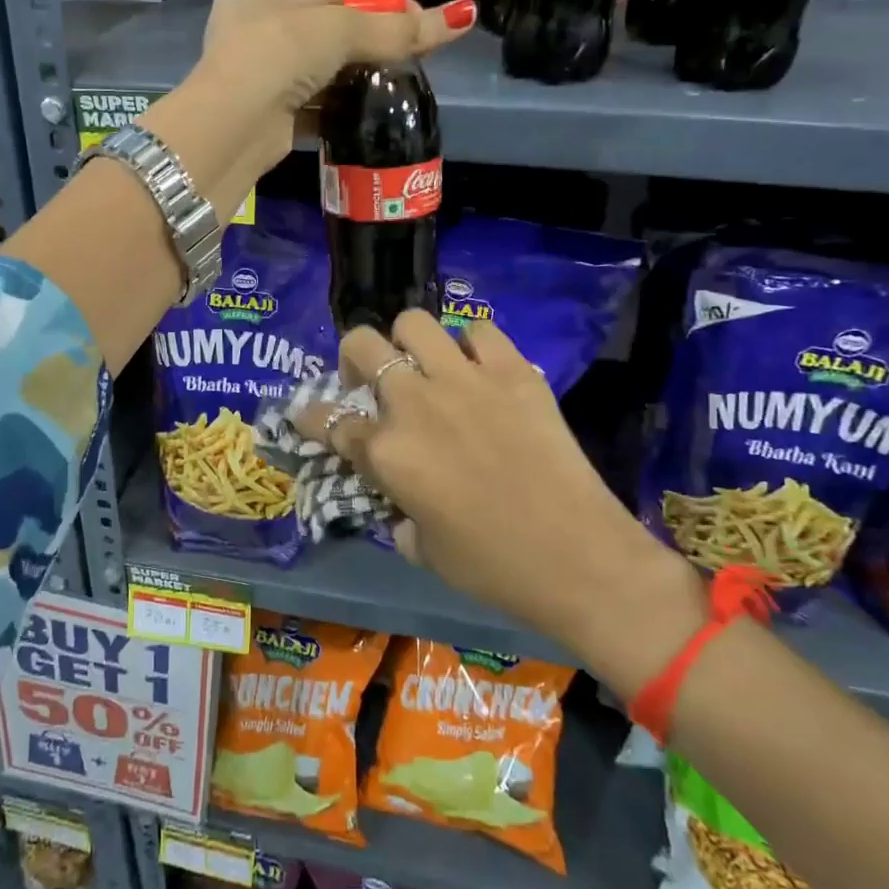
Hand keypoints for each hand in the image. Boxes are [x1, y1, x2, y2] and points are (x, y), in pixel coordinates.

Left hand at [164, 0, 475, 183]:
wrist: (229, 129)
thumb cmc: (274, 57)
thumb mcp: (337, 32)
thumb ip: (394, 29)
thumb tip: (461, 18)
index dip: (378, 4)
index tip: (421, 19)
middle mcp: (256, 32)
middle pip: (329, 33)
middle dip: (372, 43)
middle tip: (419, 53)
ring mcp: (261, 78)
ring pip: (323, 73)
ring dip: (359, 78)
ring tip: (403, 83)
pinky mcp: (272, 118)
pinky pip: (316, 107)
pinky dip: (342, 108)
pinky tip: (374, 111)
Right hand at [296, 310, 705, 696]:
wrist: (579, 557)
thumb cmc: (493, 566)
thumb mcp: (423, 549)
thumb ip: (398, 515)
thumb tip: (401, 503)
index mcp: (385, 452)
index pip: (327, 420)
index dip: (310, 417)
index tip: (308, 416)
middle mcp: (414, 404)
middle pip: (361, 345)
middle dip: (354, 358)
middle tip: (370, 381)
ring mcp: (465, 380)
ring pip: (414, 322)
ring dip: (407, 341)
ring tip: (422, 365)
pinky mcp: (513, 372)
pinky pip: (480, 331)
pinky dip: (471, 345)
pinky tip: (478, 369)